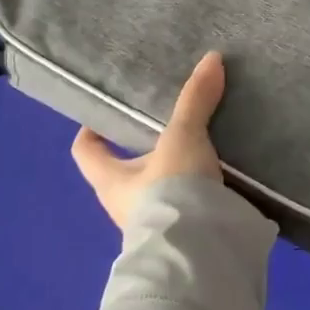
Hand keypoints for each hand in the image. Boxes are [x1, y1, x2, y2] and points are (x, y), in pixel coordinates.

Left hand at [71, 52, 224, 228]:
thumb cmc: (170, 192)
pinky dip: (202, 192)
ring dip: (177, 173)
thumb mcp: (183, 138)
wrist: (199, 252)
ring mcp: (155, 224)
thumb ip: (195, 100)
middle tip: (170, 124)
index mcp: (110, 180)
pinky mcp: (185, 236)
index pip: (85, 151)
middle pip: (126, 171)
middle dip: (145, 150)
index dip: (90, 132)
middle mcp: (125, 205)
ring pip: (159, 190)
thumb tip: (211, 57)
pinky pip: (189, 206)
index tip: (106, 114)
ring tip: (204, 146)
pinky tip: (224, 176)